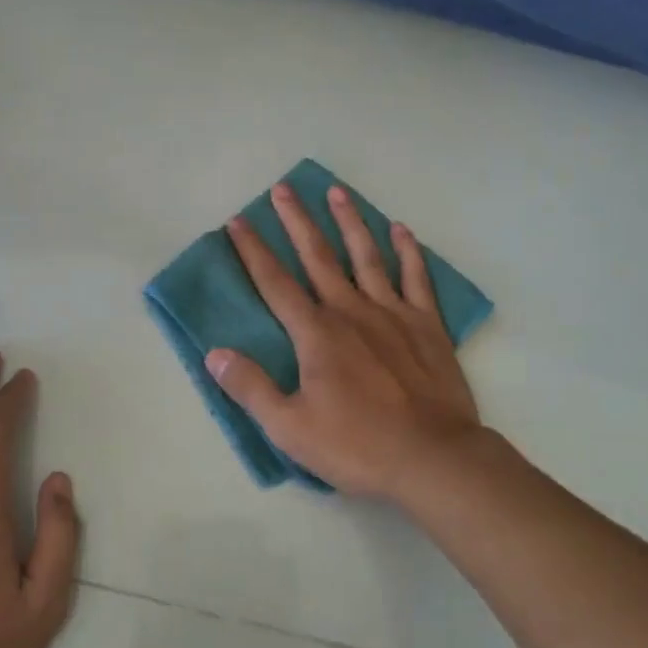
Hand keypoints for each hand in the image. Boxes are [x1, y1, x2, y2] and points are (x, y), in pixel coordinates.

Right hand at [207, 183, 484, 501]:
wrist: (433, 458)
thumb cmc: (357, 446)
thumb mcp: (290, 428)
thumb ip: (251, 388)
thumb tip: (214, 354)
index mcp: (316, 334)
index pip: (275, 283)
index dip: (253, 251)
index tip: (237, 221)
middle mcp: (351, 311)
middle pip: (318, 256)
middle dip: (297, 221)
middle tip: (283, 188)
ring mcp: (393, 313)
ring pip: (366, 256)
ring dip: (350, 222)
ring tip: (337, 192)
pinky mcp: (427, 325)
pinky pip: (416, 278)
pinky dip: (409, 252)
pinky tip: (401, 230)